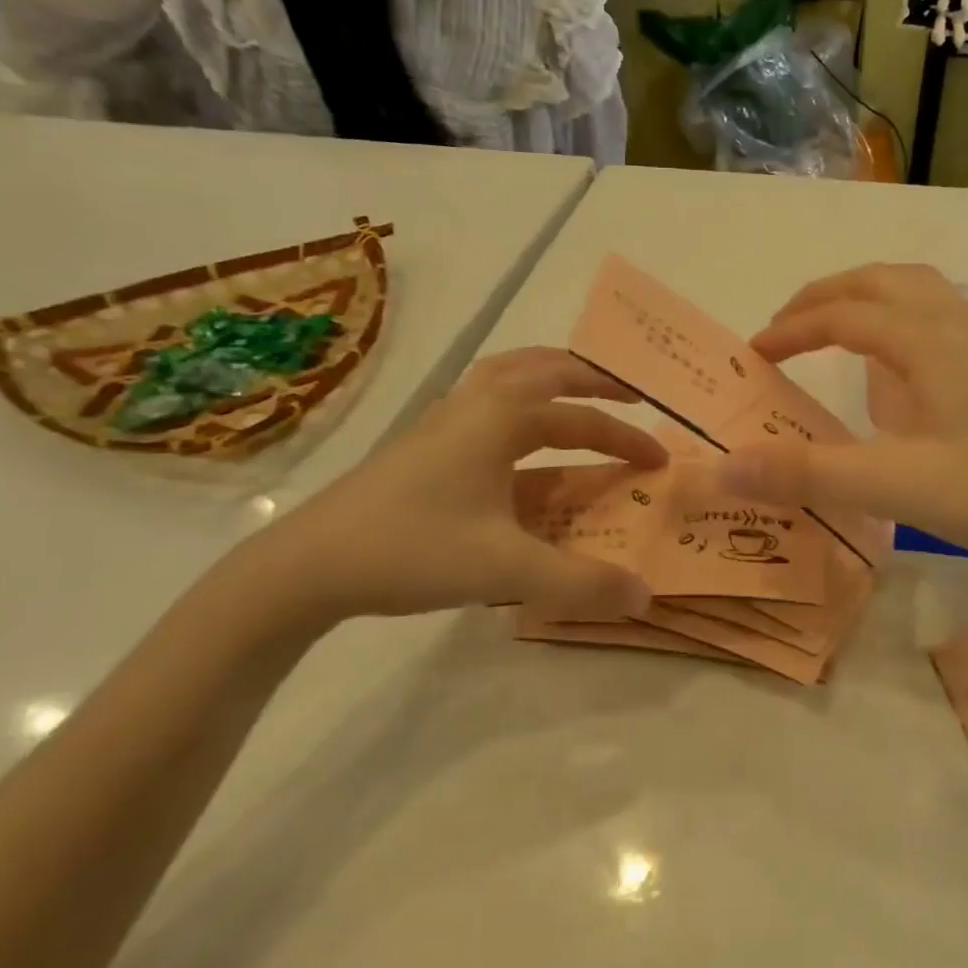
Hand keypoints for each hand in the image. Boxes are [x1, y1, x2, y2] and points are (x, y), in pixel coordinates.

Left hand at [242, 349, 664, 625]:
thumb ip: (580, 583)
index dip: (625, 438)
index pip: (581, 417)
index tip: (658, 459)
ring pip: (509, 379)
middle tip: (628, 395)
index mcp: (501, 417)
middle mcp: (475, 405)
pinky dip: (519, 410)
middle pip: (544, 371)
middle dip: (592, 381)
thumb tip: (645, 596)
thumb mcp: (505, 569)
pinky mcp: (426, 446)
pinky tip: (524, 446)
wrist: (309, 565)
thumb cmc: (413, 548)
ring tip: (579, 394)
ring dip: (550, 380)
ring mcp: (445, 423)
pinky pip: (486, 409)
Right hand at [720, 265, 967, 575]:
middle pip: (881, 280)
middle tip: (787, 327)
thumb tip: (727, 464)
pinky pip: (941, 317)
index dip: (792, 329)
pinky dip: (902, 319)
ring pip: (917, 291)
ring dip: (867, 298)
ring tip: (836, 330)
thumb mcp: (896, 486)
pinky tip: (902, 368)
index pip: (842, 314)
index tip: (754, 355)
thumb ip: (809, 473)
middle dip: (825, 296)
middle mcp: (957, 324)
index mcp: (927, 340)